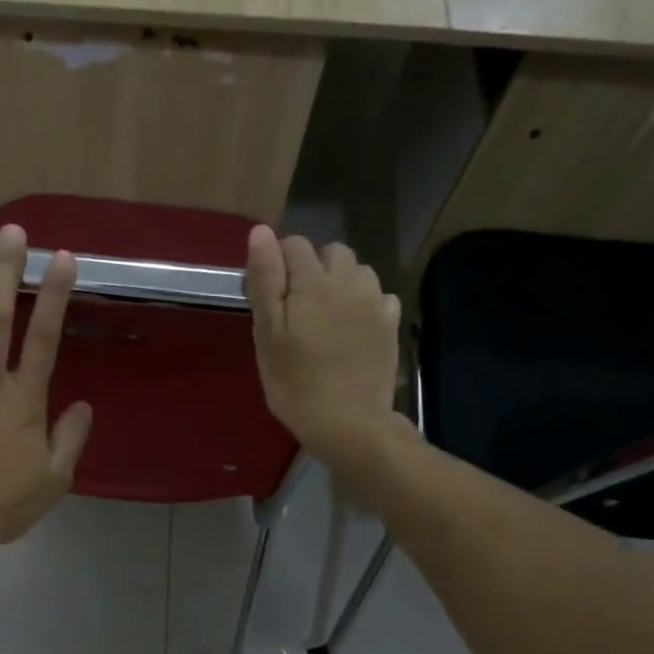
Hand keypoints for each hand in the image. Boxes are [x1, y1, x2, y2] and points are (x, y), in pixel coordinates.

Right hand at [244, 226, 406, 461]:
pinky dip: (366, 303)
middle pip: (332, 252)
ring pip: (358, 271)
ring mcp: (375, 302)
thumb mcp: (267, 333)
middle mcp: (349, 281)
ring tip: (327, 315)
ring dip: (342, 282)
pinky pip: (380, 298)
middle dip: (314, 267)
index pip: (294, 244)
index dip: (278, 262)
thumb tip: (262, 232)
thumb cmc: (294, 381)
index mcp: (313, 280)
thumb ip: (265, 279)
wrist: (348, 421)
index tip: (270, 294)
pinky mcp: (391, 324)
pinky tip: (354, 328)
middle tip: (298, 306)